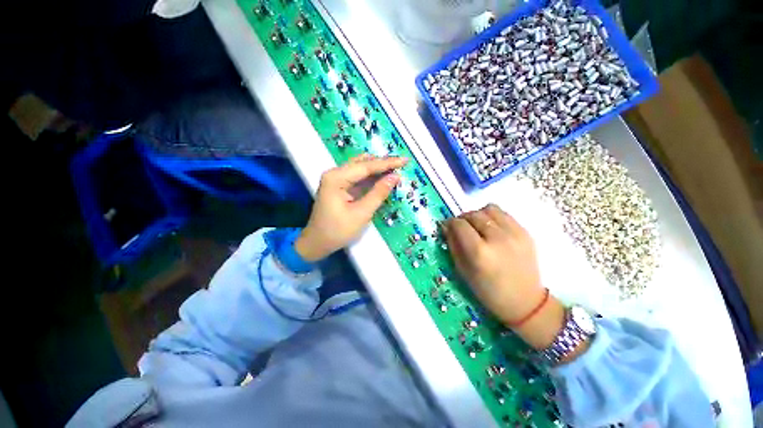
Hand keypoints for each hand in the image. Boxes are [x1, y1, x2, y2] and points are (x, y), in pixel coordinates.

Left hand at [295, 154, 407, 261]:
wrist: (317, 243)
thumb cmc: (338, 231)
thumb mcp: (361, 213)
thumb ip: (378, 193)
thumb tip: (395, 177)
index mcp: (336, 178)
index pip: (366, 166)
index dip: (387, 163)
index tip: (404, 160)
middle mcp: (335, 173)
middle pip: (363, 163)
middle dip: (382, 163)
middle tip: (402, 163)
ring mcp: (336, 179)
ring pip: (360, 168)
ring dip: (377, 168)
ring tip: (395, 168)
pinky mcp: (339, 186)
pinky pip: (358, 177)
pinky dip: (371, 177)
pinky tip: (382, 177)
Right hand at [443, 204, 545, 325]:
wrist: (525, 301)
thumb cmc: (488, 291)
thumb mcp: (463, 270)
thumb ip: (453, 245)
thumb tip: (446, 226)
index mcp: (480, 252)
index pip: (459, 224)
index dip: (450, 223)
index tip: (448, 227)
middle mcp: (497, 238)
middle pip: (473, 214)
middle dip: (463, 219)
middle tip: (461, 228)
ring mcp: (514, 234)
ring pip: (489, 209)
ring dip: (478, 215)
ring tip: (477, 226)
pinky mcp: (525, 233)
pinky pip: (504, 214)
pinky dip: (493, 217)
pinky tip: (492, 229)